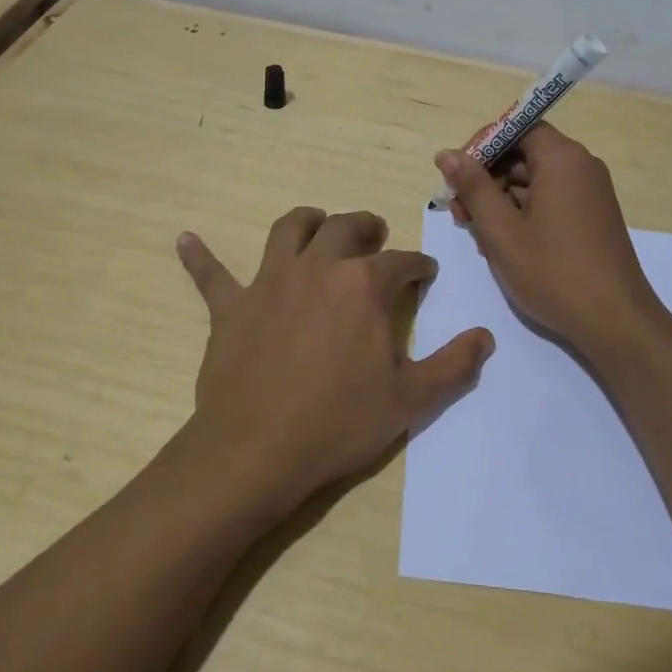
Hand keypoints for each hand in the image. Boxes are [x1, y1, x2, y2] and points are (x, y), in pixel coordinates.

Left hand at [176, 207, 492, 517]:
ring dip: (307, 221)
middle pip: (345, 228)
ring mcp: (269, 283)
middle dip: (366, 226)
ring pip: (288, 230)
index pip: (402, 262)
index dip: (418, 266)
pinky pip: (210, 274)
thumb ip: (455, 364)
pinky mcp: (231, 307)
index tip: (425, 273)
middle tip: (376, 234)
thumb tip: (486, 336)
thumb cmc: (339, 422)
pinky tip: (185, 238)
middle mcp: (317, 269)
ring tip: (318, 223)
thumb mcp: (412, 399)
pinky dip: (199, 256)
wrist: (258, 450)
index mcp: (364, 286)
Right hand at [436, 125, 663, 357]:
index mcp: (563, 159)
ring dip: (501, 202)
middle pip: (524, 155)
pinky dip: (523, 216)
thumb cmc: (553, 272)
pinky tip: (505, 247)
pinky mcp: (592, 218)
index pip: (517, 128)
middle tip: (460, 215)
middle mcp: (581, 167)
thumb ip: (473, 187)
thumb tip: (447, 154)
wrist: (615, 322)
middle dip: (487, 180)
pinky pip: (550, 201)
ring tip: (480, 238)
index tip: (457, 176)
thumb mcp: (502, 230)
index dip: (483, 147)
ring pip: (534, 182)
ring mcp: (590, 194)